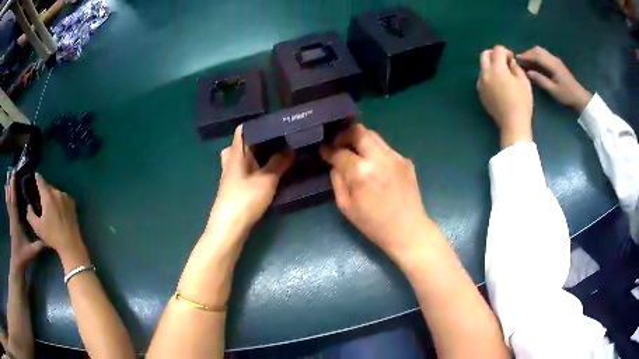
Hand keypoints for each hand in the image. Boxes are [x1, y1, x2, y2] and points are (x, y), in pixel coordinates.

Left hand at [5, 172, 44, 271]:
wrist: (17, 263)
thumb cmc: (23, 256)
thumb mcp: (31, 251)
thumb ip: (39, 245)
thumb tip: (49, 237)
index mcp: (16, 221)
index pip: (13, 201)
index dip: (13, 188)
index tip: (13, 175)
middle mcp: (12, 217)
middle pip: (9, 198)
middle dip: (10, 185)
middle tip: (10, 172)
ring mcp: (11, 220)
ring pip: (8, 201)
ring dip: (8, 190)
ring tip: (8, 179)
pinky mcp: (11, 223)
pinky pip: (8, 206)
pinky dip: (7, 197)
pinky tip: (7, 193)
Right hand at [27, 174, 83, 259]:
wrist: (71, 244)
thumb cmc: (52, 236)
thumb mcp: (37, 227)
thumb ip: (30, 215)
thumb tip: (28, 206)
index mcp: (48, 196)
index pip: (41, 181)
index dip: (37, 178)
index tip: (35, 175)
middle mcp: (57, 193)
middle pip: (48, 187)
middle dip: (44, 190)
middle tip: (41, 198)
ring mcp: (66, 198)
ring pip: (56, 192)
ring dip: (51, 196)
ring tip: (49, 206)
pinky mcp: (72, 204)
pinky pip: (62, 198)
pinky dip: (58, 200)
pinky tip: (57, 210)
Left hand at [209, 126, 292, 232]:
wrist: (229, 228)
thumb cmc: (245, 199)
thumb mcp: (267, 180)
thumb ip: (279, 163)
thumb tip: (291, 148)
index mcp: (235, 153)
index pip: (242, 130)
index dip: (257, 124)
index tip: (275, 123)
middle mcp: (231, 161)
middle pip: (243, 143)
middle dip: (261, 140)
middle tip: (281, 139)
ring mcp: (232, 175)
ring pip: (245, 158)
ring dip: (260, 155)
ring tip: (279, 153)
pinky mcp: (236, 188)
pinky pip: (247, 171)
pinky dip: (258, 168)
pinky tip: (271, 172)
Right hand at [320, 124, 433, 262]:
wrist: (408, 230)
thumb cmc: (373, 224)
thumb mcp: (346, 206)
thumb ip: (337, 180)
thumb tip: (335, 164)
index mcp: (361, 172)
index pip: (339, 151)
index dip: (328, 150)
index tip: (324, 150)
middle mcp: (378, 157)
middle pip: (358, 132)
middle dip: (345, 134)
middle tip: (339, 144)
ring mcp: (395, 157)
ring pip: (374, 136)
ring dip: (361, 140)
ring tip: (355, 151)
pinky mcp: (405, 160)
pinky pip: (386, 148)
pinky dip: (375, 151)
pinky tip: (375, 165)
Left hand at [477, 45, 533, 147]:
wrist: (513, 124)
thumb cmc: (522, 102)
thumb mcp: (524, 82)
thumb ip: (516, 67)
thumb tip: (510, 62)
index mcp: (496, 68)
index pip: (497, 50)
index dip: (506, 51)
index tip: (512, 59)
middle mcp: (485, 73)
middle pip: (484, 54)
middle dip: (494, 54)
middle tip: (505, 62)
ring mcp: (480, 84)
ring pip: (482, 67)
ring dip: (491, 66)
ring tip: (503, 75)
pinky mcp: (480, 93)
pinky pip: (482, 79)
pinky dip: (489, 76)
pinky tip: (499, 86)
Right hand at [518, 46, 591, 111]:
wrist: (579, 96)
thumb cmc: (567, 95)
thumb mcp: (553, 90)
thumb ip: (541, 80)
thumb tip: (528, 72)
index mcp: (552, 65)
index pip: (536, 56)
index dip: (526, 56)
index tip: (517, 58)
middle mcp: (553, 59)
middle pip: (538, 50)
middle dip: (528, 53)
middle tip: (520, 60)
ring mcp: (555, 60)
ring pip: (541, 51)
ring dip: (532, 54)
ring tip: (526, 61)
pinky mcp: (557, 62)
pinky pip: (544, 54)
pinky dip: (537, 56)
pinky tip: (535, 63)